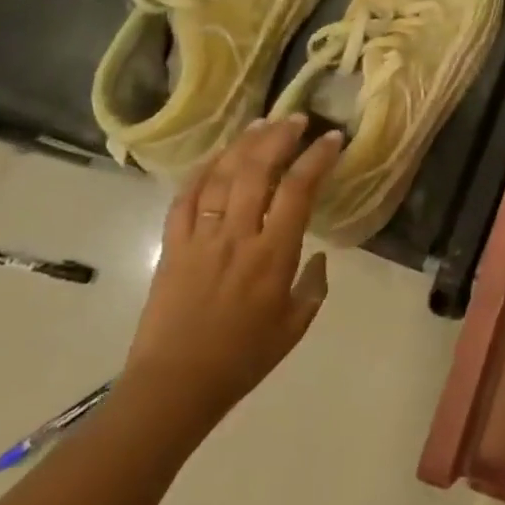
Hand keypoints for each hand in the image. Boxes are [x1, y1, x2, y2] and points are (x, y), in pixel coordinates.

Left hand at [120, 116, 342, 433]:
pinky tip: (214, 158)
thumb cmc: (243, 358)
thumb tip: (318, 256)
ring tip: (259, 125)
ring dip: (242, 146)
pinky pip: (184, 200)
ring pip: (220, 177)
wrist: (175, 384)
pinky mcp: (172, 246)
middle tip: (295, 119)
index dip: (316, 158)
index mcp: (273, 255)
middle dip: (278, 138)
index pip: (298, 191)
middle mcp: (237, 236)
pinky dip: (200, 173)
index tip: (332, 138)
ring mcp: (200, 238)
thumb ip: (313, 286)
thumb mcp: (295, 326)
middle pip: (257, 171)